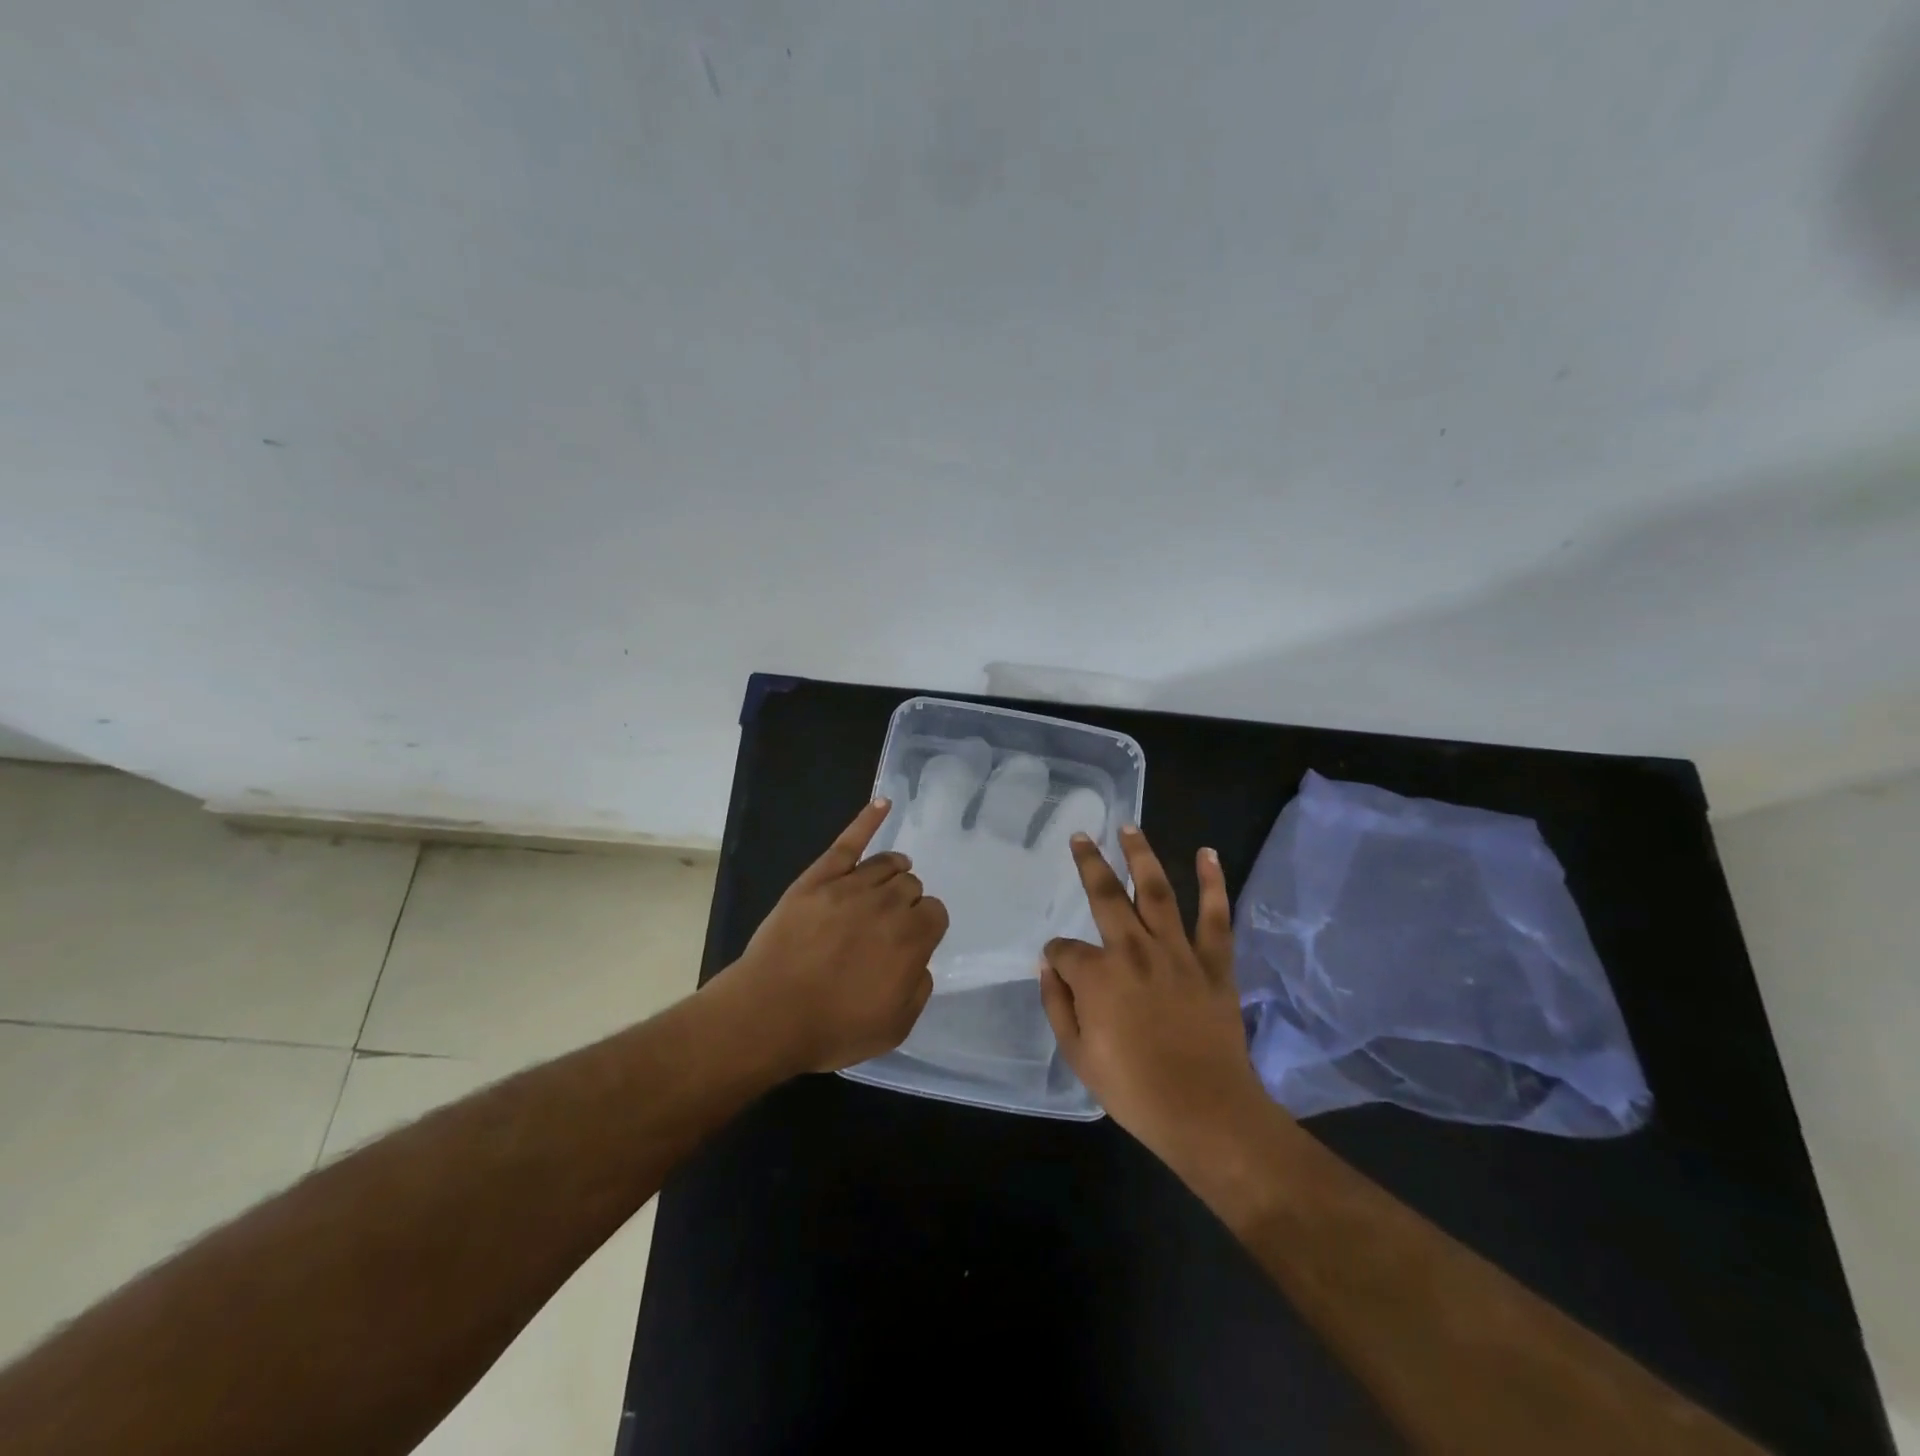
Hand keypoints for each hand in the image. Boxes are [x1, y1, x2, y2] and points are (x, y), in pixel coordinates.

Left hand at [726, 799, 948, 1075]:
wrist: (767, 1015)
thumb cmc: (832, 1027)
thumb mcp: (894, 1027)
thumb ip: (919, 988)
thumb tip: (918, 960)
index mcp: (911, 938)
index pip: (935, 912)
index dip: (925, 927)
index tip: (910, 943)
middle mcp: (887, 903)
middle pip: (912, 885)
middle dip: (907, 902)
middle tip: (887, 927)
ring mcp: (850, 885)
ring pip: (887, 863)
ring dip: (894, 872)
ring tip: (887, 884)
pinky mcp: (818, 878)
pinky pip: (849, 841)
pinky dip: (868, 819)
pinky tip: (884, 802)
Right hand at [1040, 826, 1267, 1162]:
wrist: (1205, 1112)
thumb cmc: (1134, 1089)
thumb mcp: (1077, 1054)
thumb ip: (1057, 1003)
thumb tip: (1050, 964)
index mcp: (1096, 974)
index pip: (1065, 950)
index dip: (1058, 957)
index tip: (1060, 969)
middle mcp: (1133, 950)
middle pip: (1106, 895)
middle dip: (1089, 863)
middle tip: (1081, 835)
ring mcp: (1177, 952)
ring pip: (1157, 891)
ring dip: (1141, 856)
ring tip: (1130, 827)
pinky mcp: (1213, 963)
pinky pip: (1215, 916)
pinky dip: (1213, 883)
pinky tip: (1207, 854)